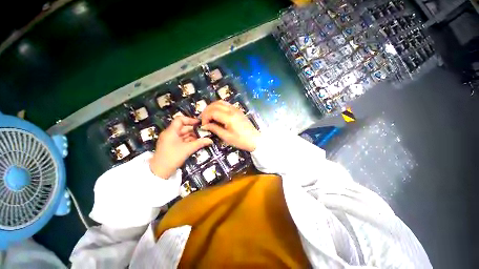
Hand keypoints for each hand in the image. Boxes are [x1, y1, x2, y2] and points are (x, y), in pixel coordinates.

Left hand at [150, 116, 212, 177]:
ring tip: (202, 138)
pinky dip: (189, 140)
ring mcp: (170, 140)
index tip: (199, 124)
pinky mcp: (171, 146)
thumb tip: (210, 140)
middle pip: (183, 127)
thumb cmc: (172, 157)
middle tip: (204, 132)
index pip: (180, 119)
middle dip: (194, 130)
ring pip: (183, 134)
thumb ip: (199, 143)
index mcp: (171, 131)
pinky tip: (197, 143)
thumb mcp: (187, 149)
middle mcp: (170, 134)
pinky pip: (182, 140)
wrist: (159, 172)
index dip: (190, 120)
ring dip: (192, 136)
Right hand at [201, 101, 259, 151]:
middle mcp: (232, 110)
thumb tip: (205, 125)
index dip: (205, 117)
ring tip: (209, 116)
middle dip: (207, 111)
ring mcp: (236, 109)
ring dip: (212, 107)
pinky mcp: (238, 110)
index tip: (204, 125)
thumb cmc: (241, 140)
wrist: (254, 140)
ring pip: (220, 102)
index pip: (212, 112)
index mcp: (229, 117)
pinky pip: (226, 104)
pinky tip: (217, 114)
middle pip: (215, 105)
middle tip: (204, 120)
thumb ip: (215, 129)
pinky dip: (218, 107)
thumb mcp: (226, 137)